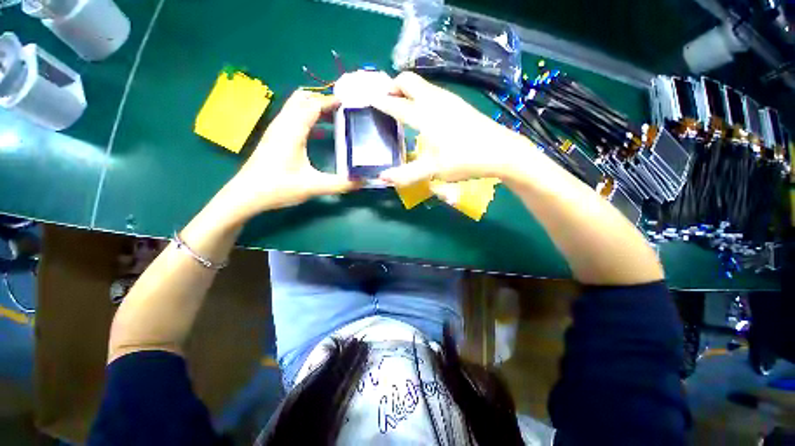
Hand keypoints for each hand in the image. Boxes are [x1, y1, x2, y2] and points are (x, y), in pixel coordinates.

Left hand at [224, 90, 357, 218]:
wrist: (245, 194)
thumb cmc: (278, 187)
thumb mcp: (313, 186)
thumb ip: (340, 184)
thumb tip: (363, 181)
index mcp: (292, 131)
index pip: (312, 105)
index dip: (330, 101)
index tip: (348, 102)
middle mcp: (282, 124)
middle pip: (301, 98)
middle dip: (321, 99)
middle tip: (341, 109)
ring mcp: (275, 129)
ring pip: (295, 106)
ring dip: (313, 107)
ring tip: (333, 117)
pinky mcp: (273, 137)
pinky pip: (291, 116)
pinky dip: (306, 115)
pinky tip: (317, 131)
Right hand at [371, 72, 531, 185]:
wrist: (500, 151)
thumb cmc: (464, 160)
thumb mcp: (432, 170)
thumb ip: (406, 174)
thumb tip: (381, 178)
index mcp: (424, 115)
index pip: (395, 103)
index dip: (379, 101)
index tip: (366, 100)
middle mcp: (434, 100)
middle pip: (407, 80)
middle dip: (392, 86)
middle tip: (384, 102)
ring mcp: (448, 99)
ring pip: (421, 85)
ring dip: (406, 91)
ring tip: (399, 107)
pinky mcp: (457, 104)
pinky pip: (432, 92)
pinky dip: (419, 96)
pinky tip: (422, 114)